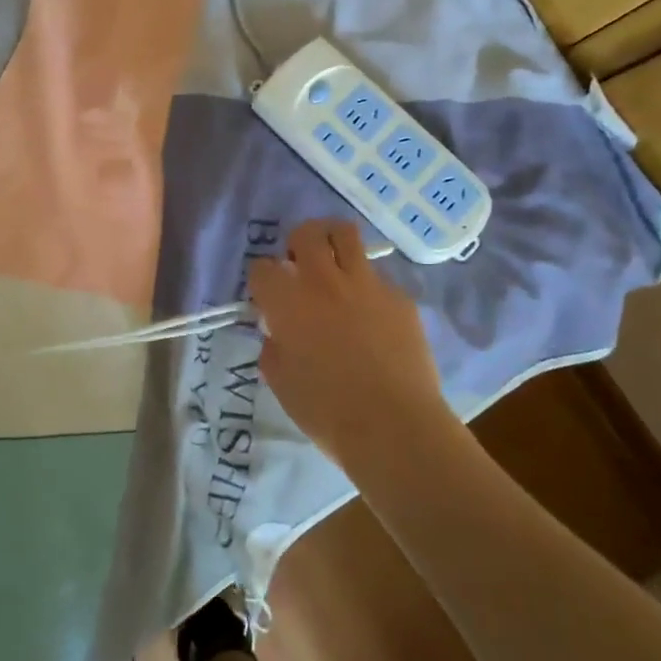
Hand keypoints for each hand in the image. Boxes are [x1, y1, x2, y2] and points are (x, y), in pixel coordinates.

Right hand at [247, 219, 455, 474]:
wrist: (394, 427)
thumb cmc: (326, 412)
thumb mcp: (281, 382)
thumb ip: (274, 347)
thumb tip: (279, 332)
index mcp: (288, 302)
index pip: (261, 267)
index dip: (262, 280)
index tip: (267, 296)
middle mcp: (324, 281)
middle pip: (306, 234)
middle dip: (297, 244)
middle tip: (300, 266)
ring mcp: (366, 284)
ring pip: (346, 234)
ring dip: (333, 244)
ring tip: (334, 266)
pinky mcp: (399, 297)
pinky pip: (378, 277)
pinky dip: (367, 287)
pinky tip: (371, 315)